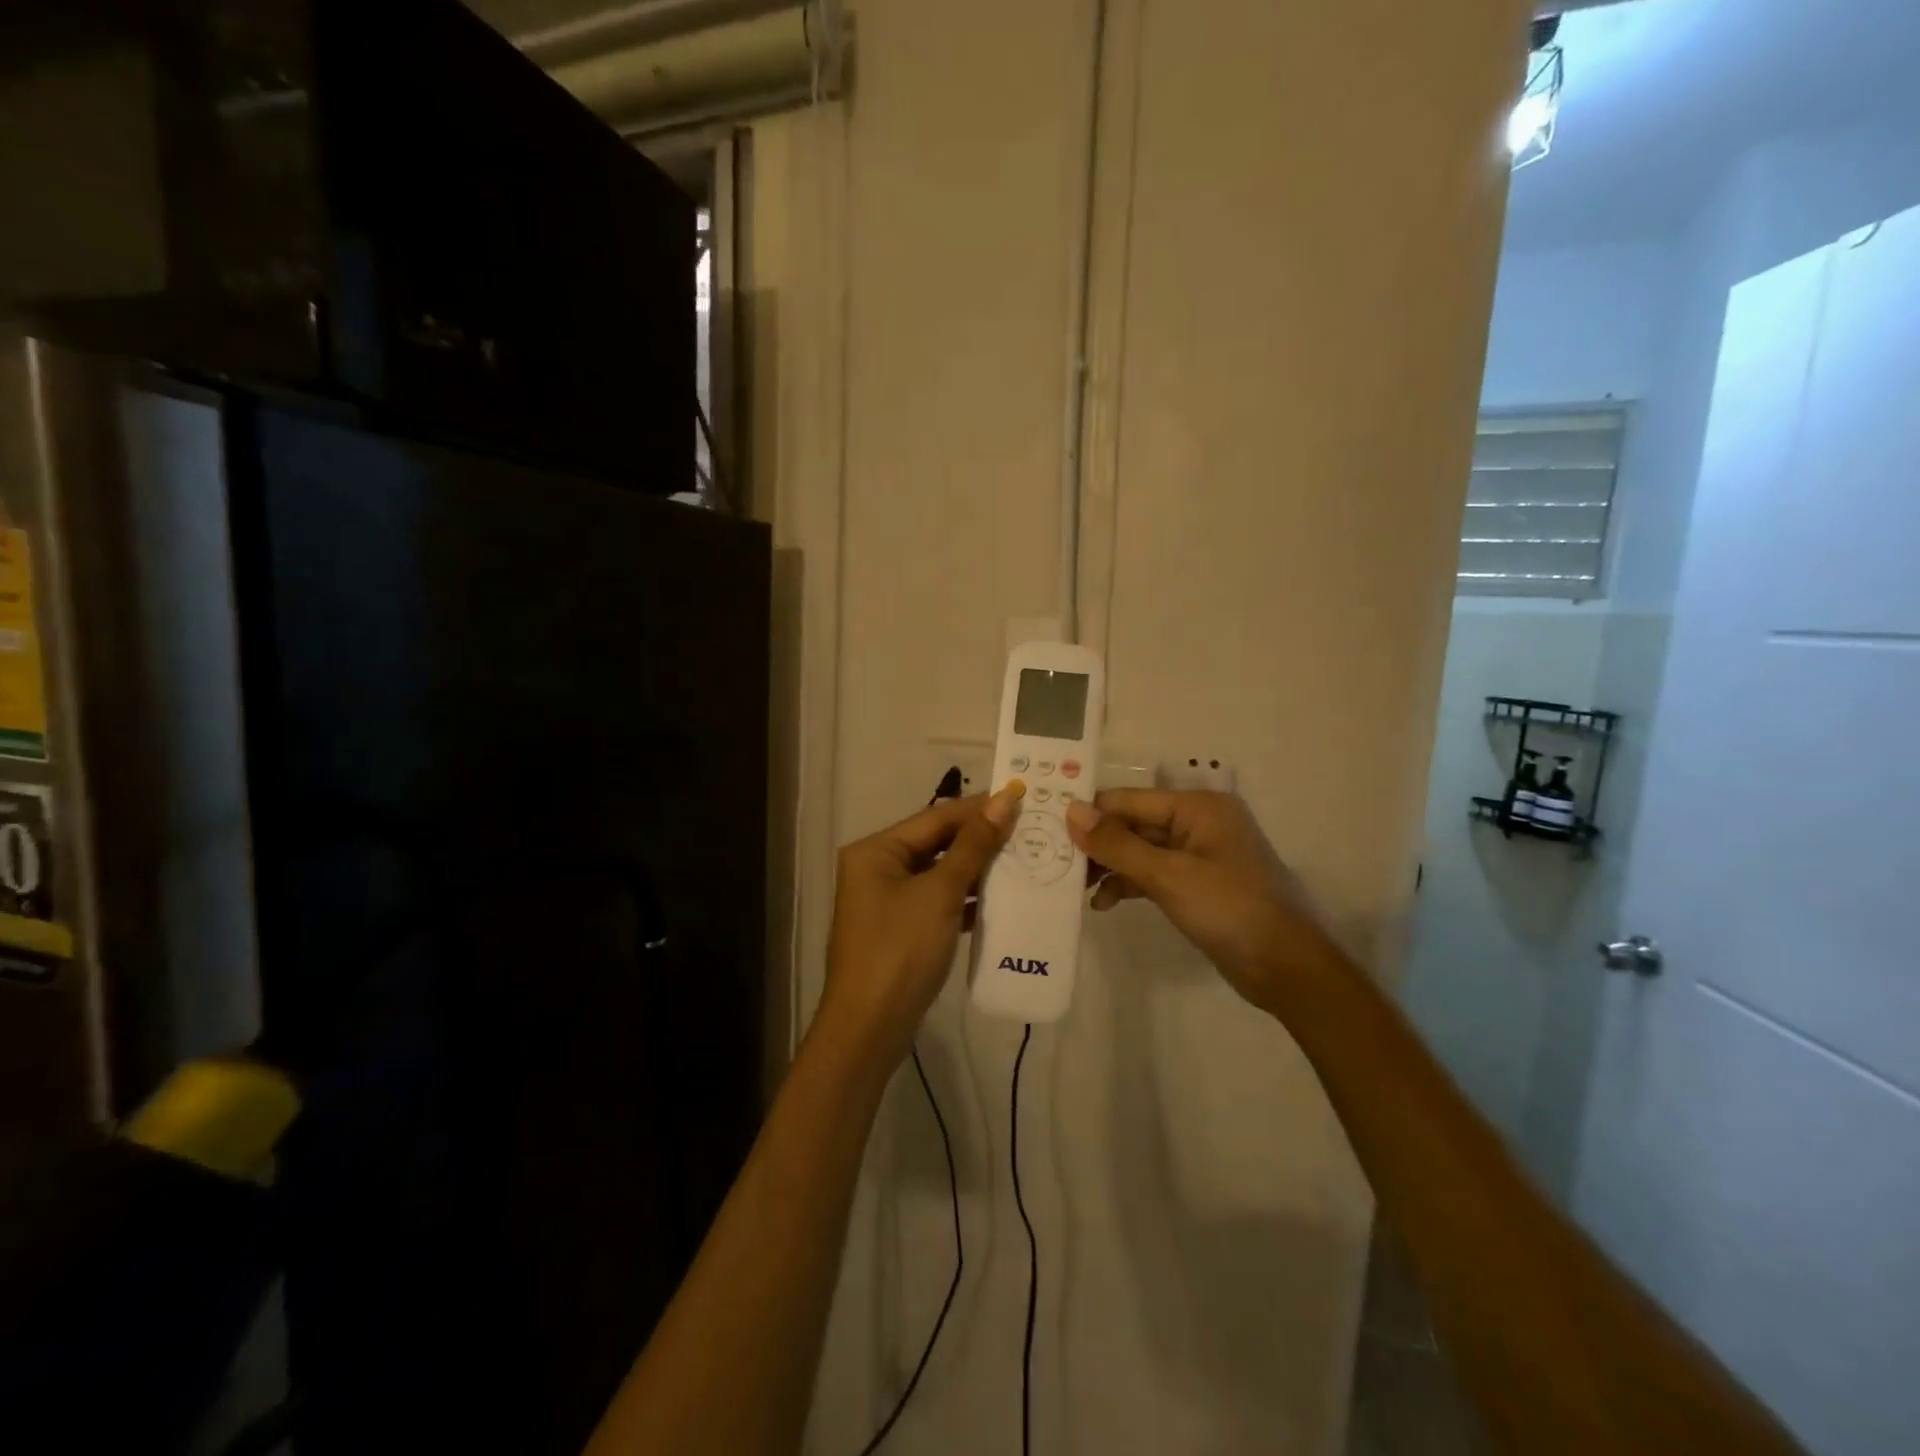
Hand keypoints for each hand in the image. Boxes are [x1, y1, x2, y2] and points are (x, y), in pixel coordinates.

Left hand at [819, 786, 1023, 1063]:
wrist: (869, 1028)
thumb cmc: (901, 950)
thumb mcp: (940, 893)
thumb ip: (972, 847)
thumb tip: (1002, 801)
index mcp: (876, 850)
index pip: (935, 817)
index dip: (979, 808)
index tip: (1021, 798)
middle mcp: (877, 867)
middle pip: (936, 843)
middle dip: (980, 838)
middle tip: (1029, 829)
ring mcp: (887, 900)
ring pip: (940, 873)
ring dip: (978, 869)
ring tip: (1024, 859)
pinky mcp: (901, 929)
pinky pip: (938, 901)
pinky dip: (967, 899)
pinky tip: (1003, 898)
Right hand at [1064, 789, 1342, 1013]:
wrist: (1285, 968)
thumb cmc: (1229, 909)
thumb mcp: (1168, 875)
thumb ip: (1117, 844)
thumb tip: (1071, 810)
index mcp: (1197, 806)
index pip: (1128, 799)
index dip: (1090, 813)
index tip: (1047, 829)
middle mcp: (1198, 822)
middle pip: (1133, 823)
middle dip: (1097, 844)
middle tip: (1055, 863)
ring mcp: (1199, 854)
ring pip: (1140, 850)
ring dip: (1110, 867)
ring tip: (1076, 889)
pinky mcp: (1197, 883)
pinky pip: (1153, 873)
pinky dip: (1129, 884)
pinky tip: (1104, 903)